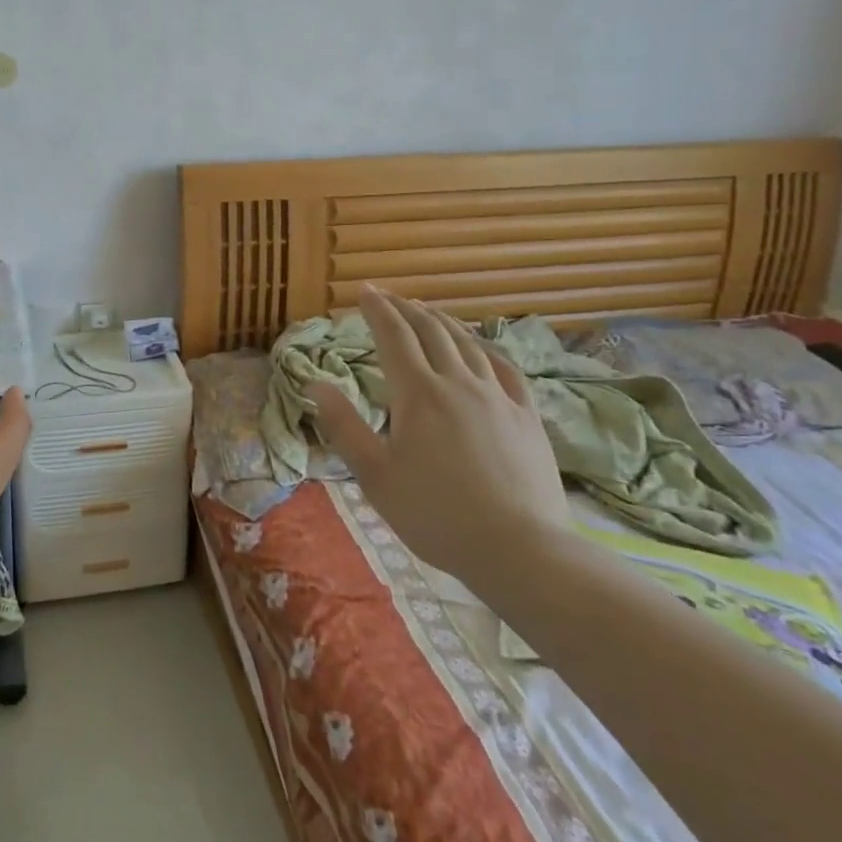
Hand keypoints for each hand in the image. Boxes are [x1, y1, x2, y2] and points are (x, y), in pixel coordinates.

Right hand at [309, 287, 568, 586]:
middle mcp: (457, 383)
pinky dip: (483, 347)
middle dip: (406, 308)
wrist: (520, 550)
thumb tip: (315, 383)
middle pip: (430, 330)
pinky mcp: (526, 415)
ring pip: (466, 343)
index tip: (364, 291)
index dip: (377, 309)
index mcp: (417, 394)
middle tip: (388, 297)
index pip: (393, 336)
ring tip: (425, 311)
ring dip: (441, 320)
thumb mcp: (375, 476)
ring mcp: (497, 396)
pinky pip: (503, 366)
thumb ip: (343, 426)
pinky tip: (477, 346)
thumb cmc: (436, 515)